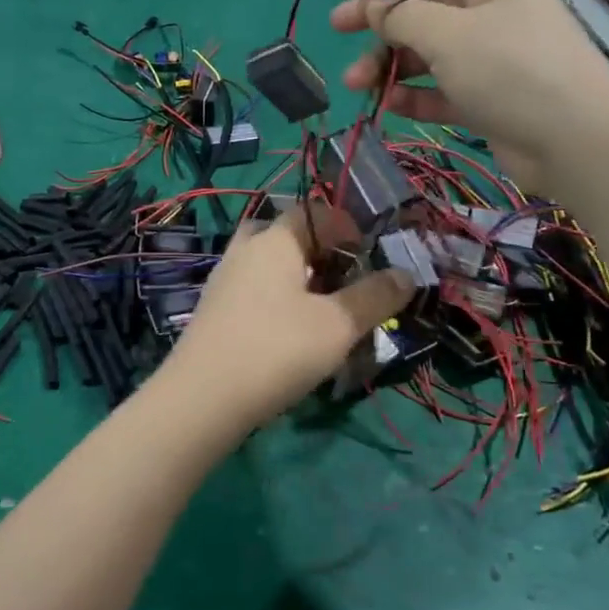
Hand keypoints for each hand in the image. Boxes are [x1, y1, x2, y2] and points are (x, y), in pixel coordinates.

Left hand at [157, 204, 411, 439]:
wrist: (202, 397)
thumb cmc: (277, 349)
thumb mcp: (338, 325)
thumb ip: (374, 296)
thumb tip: (406, 274)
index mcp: (275, 240)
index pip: (315, 211)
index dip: (347, 227)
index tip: (370, 257)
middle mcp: (245, 250)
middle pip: (287, 235)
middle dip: (319, 251)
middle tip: (343, 281)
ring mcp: (224, 280)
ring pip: (267, 264)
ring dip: (298, 278)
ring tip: (324, 311)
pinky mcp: (214, 310)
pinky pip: (253, 290)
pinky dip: (277, 299)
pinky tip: (291, 333)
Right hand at [328, 0, 608, 190]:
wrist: (573, 140)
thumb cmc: (510, 70)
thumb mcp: (448, 34)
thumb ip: (402, 16)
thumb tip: (373, 5)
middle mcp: (491, 11)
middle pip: (423, 6)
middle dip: (379, 19)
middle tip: (336, 27)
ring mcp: (491, 56)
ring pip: (427, 51)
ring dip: (389, 64)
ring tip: (356, 84)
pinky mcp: (489, 96)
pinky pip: (441, 87)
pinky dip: (415, 93)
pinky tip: (389, 104)